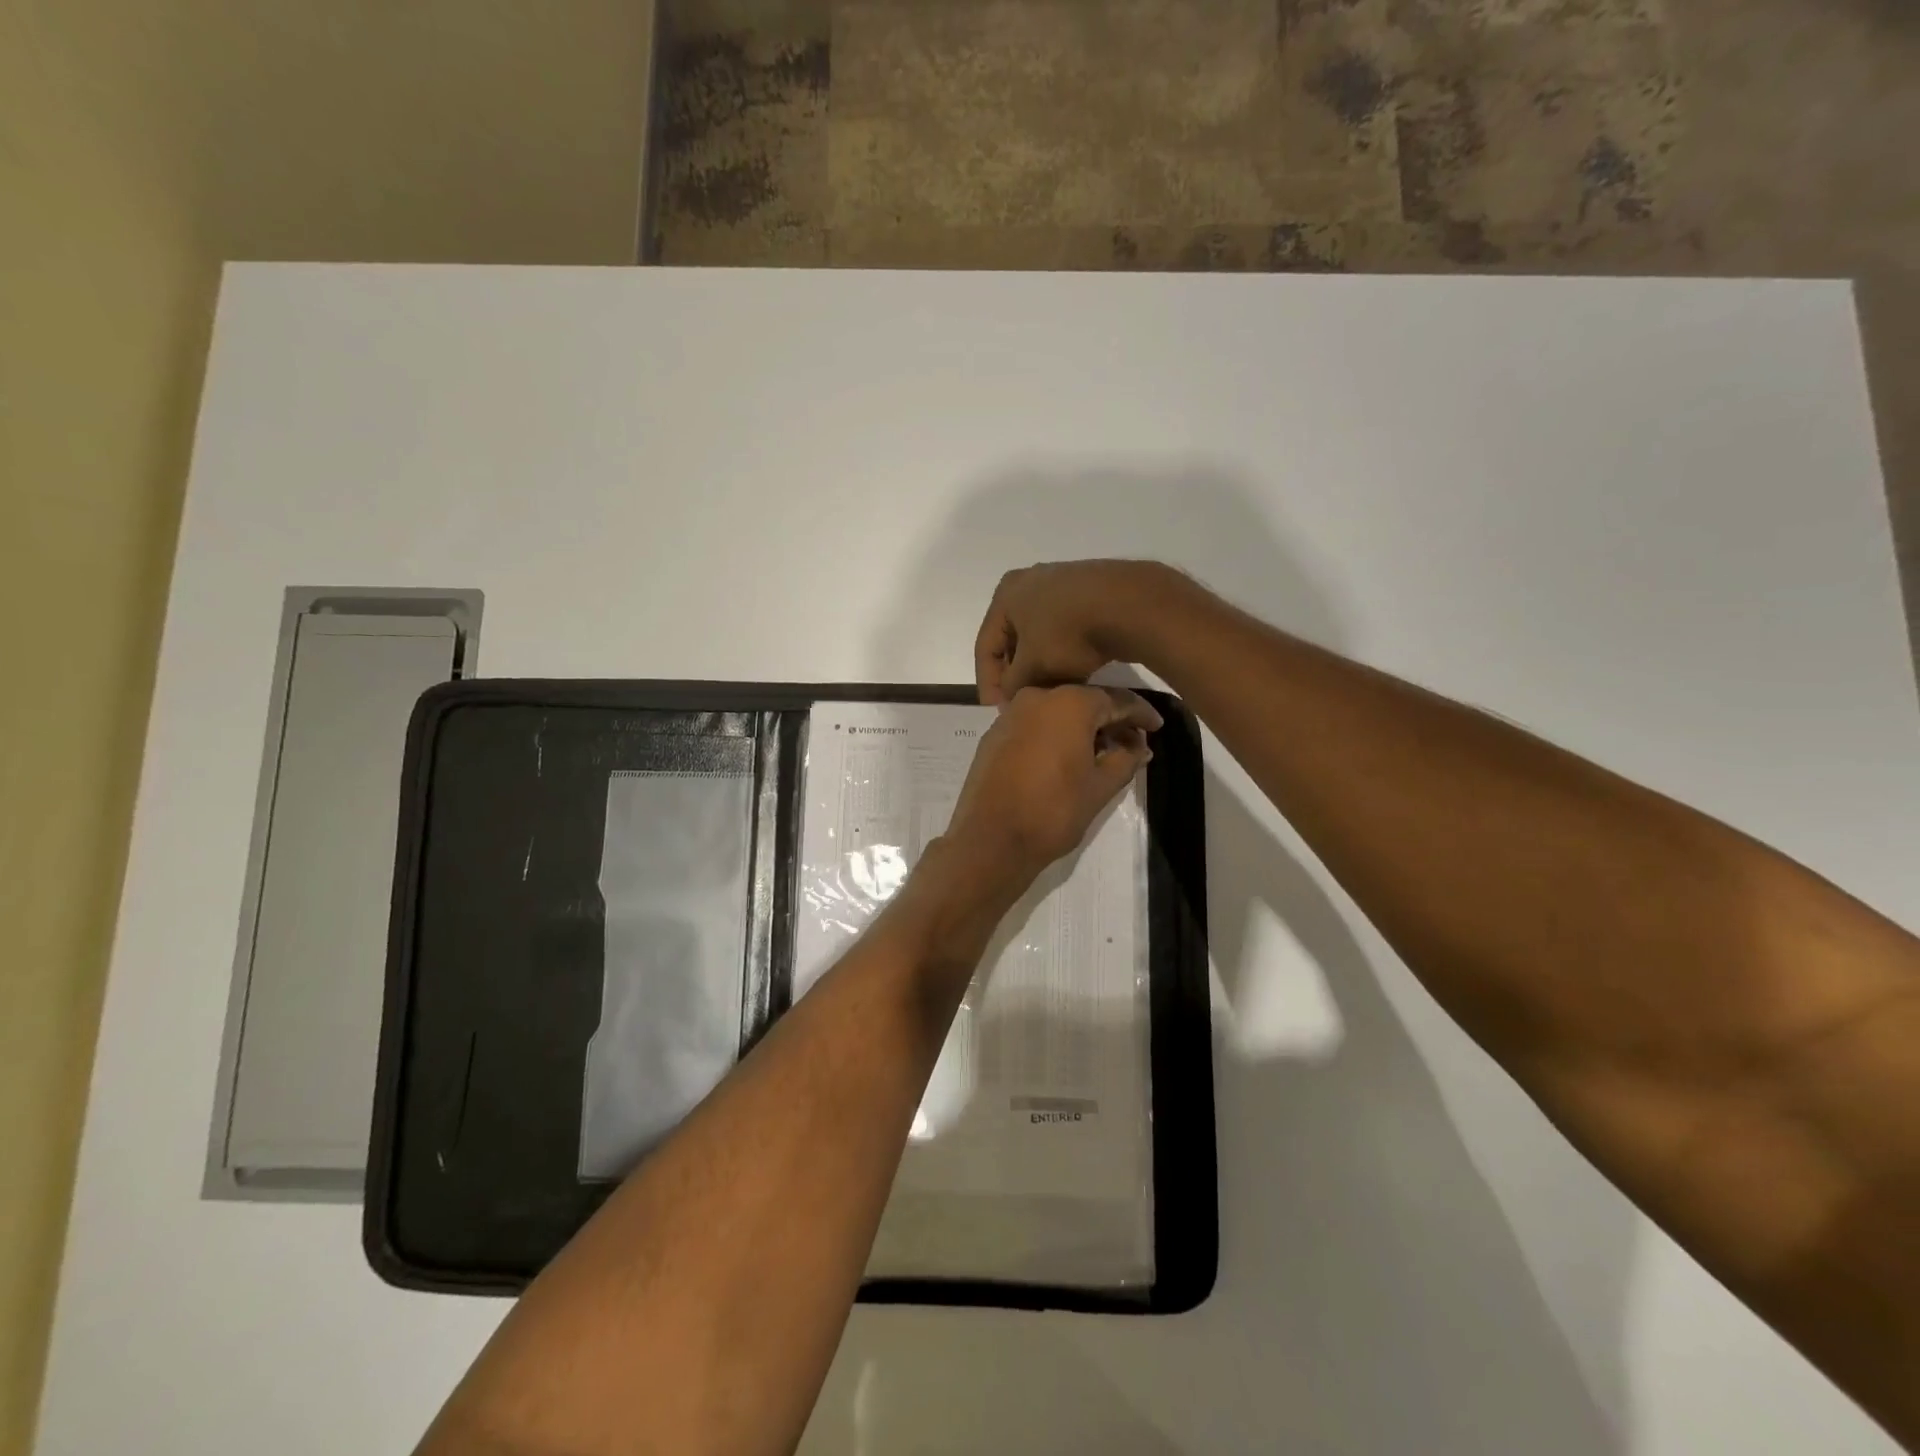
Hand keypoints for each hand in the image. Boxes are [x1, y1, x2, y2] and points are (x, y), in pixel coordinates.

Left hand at [943, 684, 1161, 891]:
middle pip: (1084, 702)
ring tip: (1103, 754)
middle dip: (1111, 721)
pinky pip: (1034, 725)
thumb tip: (1140, 748)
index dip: (1140, 714)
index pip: (1116, 700)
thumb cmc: (1053, 811)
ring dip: (1082, 728)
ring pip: (1057, 712)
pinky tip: (1068, 757)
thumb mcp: (1100, 787)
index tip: (1157, 727)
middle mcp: (1037, 697)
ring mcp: (1011, 714)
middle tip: (1133, 743)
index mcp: (1069, 703)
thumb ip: (1125, 760)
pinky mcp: (994, 735)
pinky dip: (1055, 735)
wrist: (991, 839)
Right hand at [973, 560, 1183, 703]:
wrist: (1130, 606)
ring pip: (1040, 635)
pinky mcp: (1090, 591)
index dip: (988, 683)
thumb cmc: (1068, 634)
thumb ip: (1012, 685)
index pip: (985, 646)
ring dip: (1041, 665)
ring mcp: (1062, 583)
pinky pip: (1065, 628)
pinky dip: (1063, 652)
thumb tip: (1010, 695)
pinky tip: (1074, 674)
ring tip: (1049, 693)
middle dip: (1016, 674)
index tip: (997, 711)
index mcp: (1005, 594)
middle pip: (1013, 639)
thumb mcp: (1032, 668)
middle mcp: (1028, 582)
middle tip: (1021, 702)